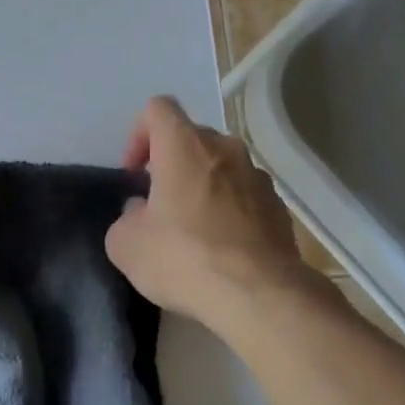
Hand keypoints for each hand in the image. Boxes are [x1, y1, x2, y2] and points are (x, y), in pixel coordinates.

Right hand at [104, 96, 314, 334]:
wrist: (260, 295)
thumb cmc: (184, 258)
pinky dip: (229, 210)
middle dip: (171, 162)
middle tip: (158, 202)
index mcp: (184, 145)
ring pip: (221, 166)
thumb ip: (126, 218)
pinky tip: (221, 248)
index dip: (139, 134)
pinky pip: (244, 196)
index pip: (158, 108)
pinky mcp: (278, 207)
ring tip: (191, 228)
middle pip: (192, 137)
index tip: (134, 173)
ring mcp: (257, 176)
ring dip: (202, 185)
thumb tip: (142, 213)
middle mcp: (225, 149)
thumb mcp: (126, 245)